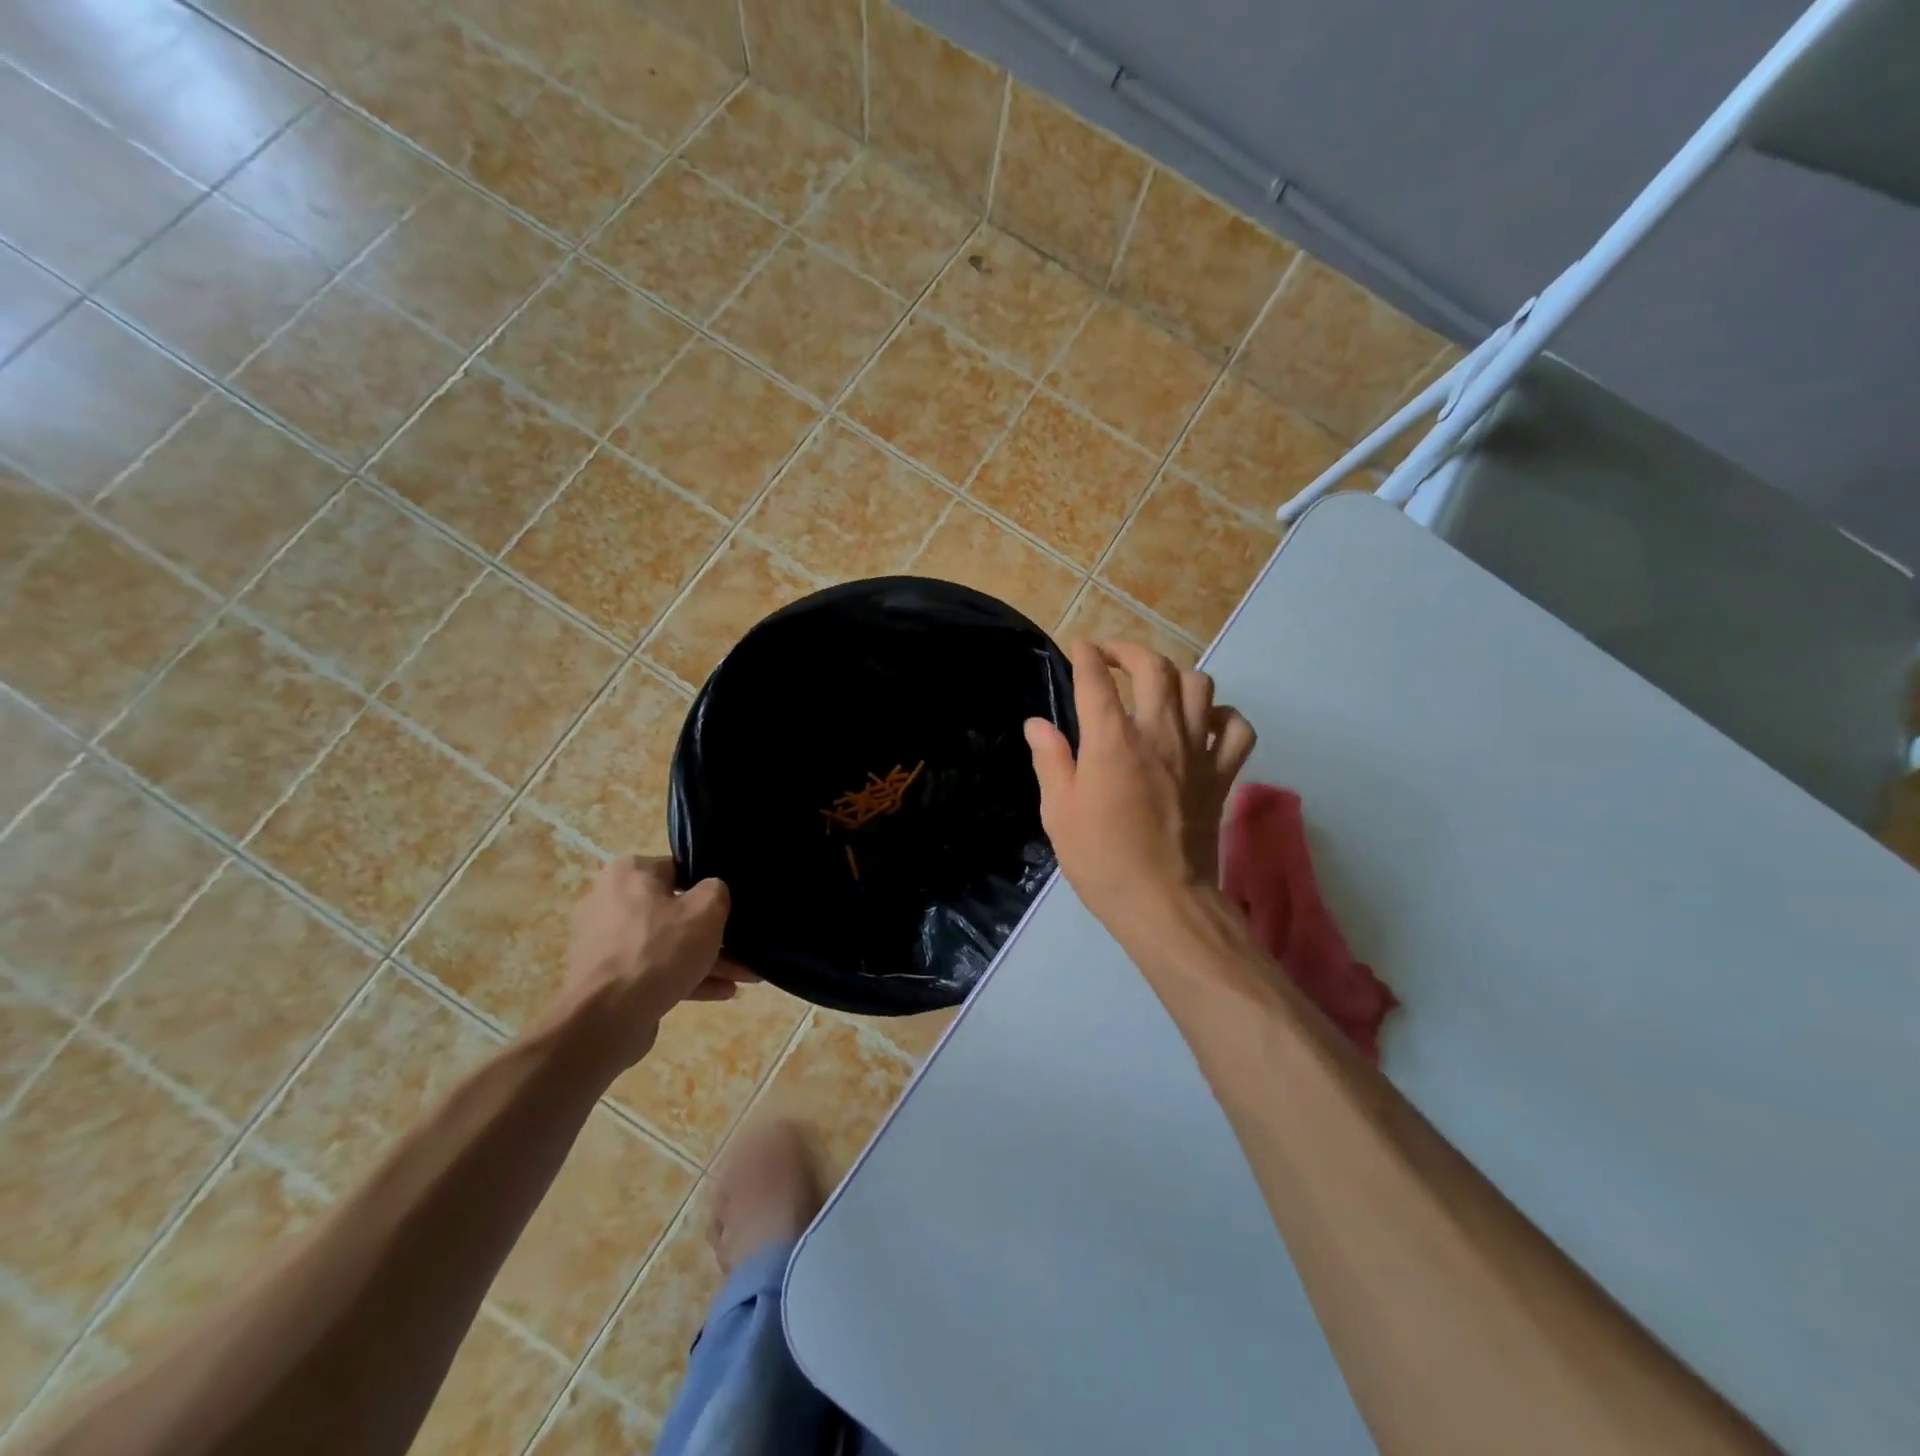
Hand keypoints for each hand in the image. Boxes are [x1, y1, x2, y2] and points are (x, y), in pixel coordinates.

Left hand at [551, 856, 754, 1069]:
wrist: (606, 1018)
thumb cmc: (659, 950)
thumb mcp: (706, 910)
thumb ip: (718, 890)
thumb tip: (713, 892)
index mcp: (630, 873)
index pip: (680, 869)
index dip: (711, 887)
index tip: (734, 905)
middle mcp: (611, 901)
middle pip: (675, 911)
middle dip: (714, 933)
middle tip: (746, 946)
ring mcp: (607, 942)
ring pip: (668, 944)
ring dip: (707, 959)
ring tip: (747, 976)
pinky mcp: (608, 978)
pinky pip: (655, 969)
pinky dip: (686, 977)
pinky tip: (723, 992)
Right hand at [1026, 640, 1255, 934]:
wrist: (1163, 900)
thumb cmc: (1101, 858)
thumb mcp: (1058, 812)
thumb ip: (1050, 760)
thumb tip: (1037, 723)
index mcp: (1111, 740)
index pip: (1096, 680)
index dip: (1085, 655)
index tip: (1079, 646)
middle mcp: (1157, 733)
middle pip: (1153, 668)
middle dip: (1129, 650)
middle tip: (1112, 657)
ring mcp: (1197, 751)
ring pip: (1199, 686)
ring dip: (1175, 676)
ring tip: (1156, 687)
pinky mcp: (1221, 774)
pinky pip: (1236, 728)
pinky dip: (1223, 716)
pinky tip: (1205, 722)